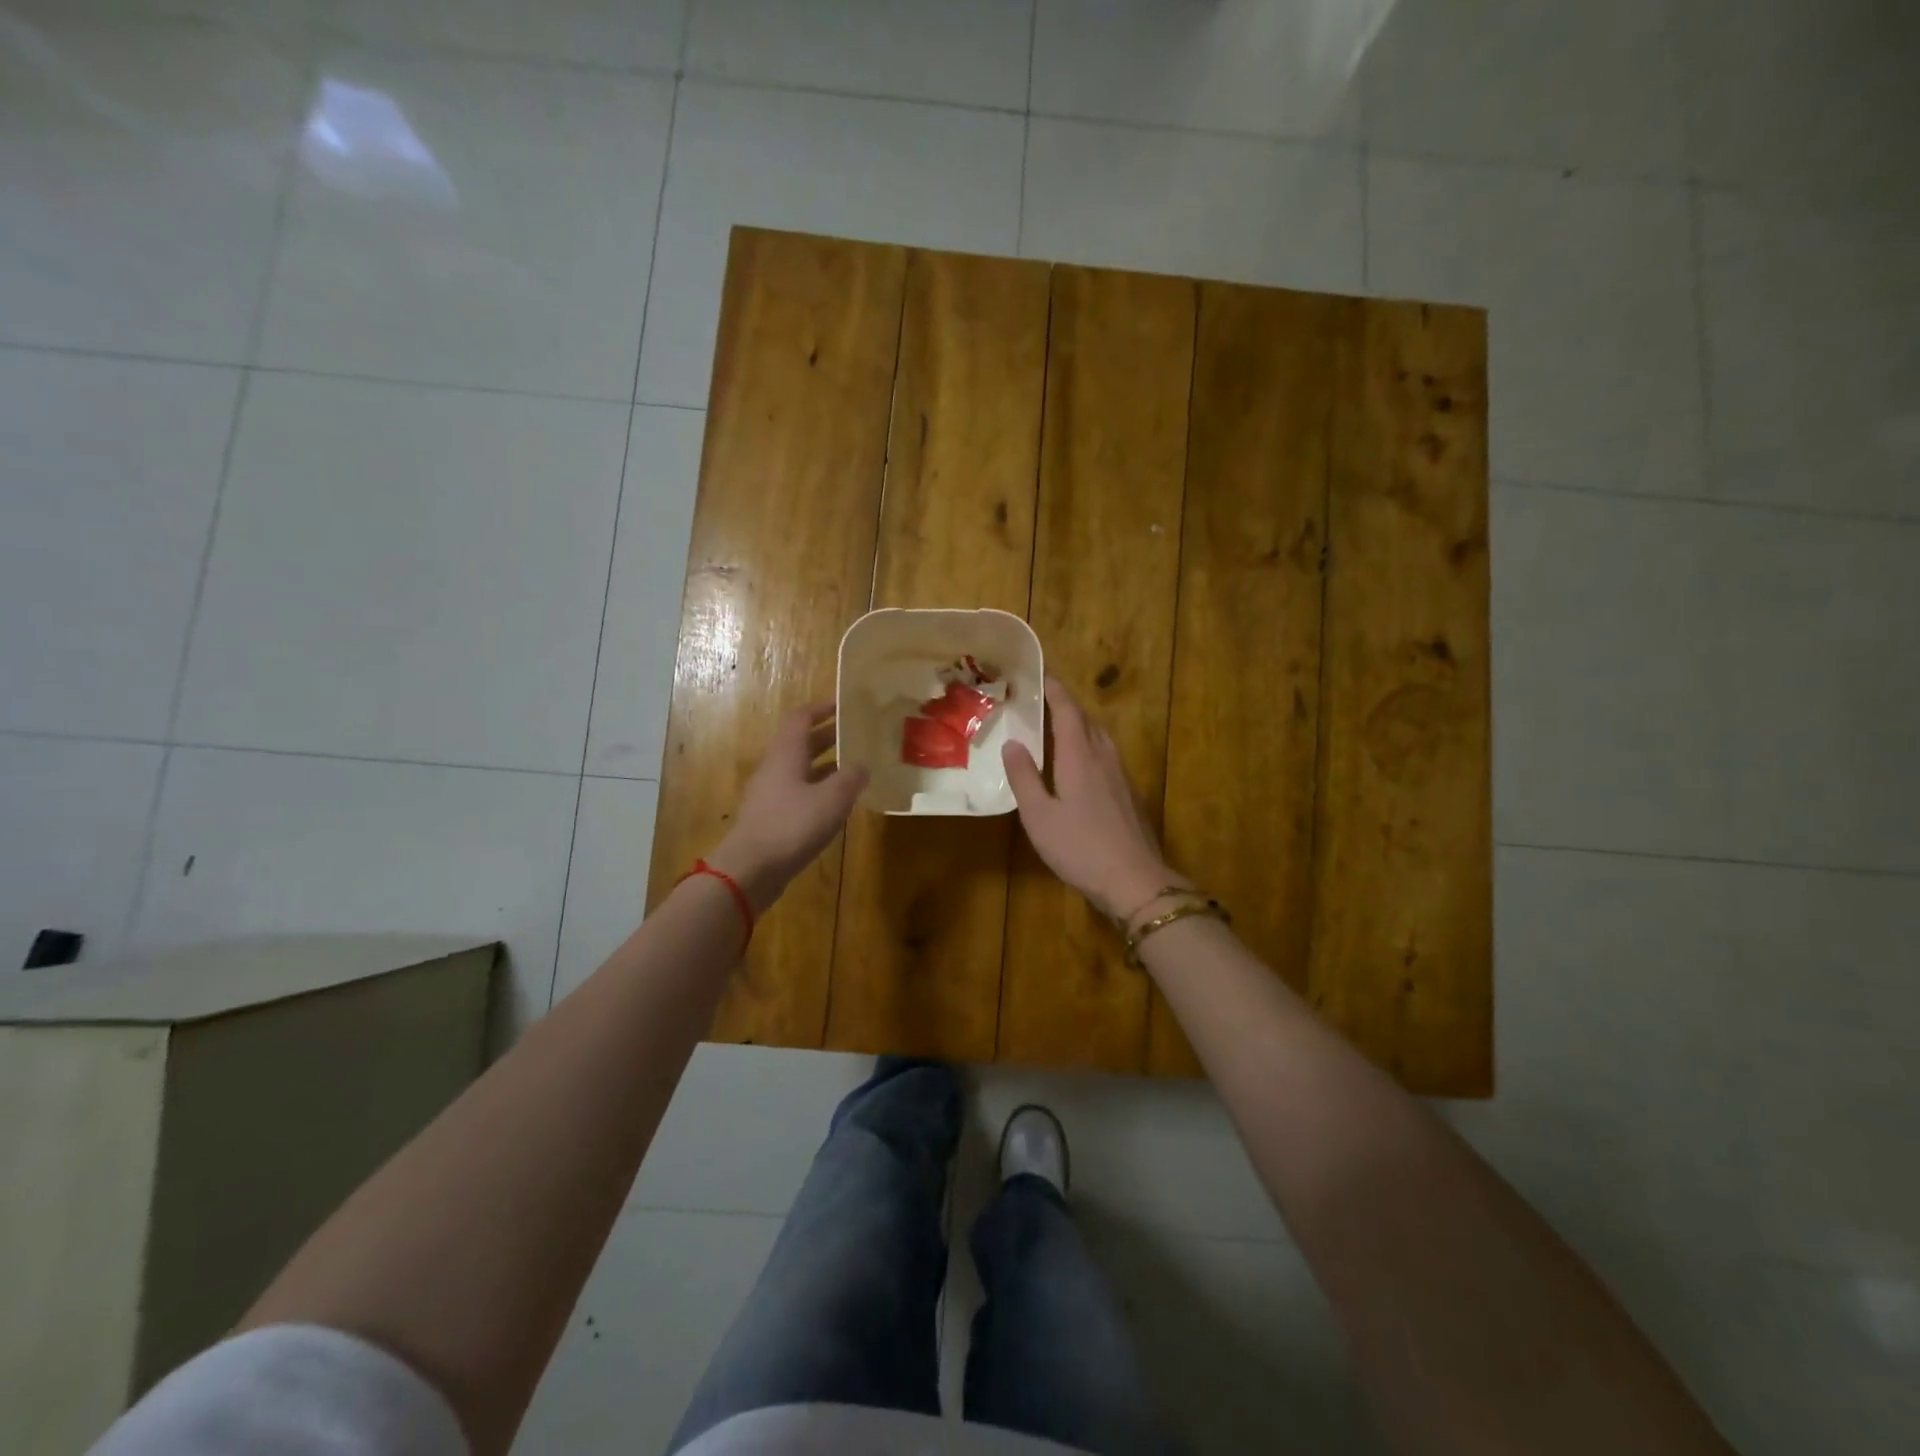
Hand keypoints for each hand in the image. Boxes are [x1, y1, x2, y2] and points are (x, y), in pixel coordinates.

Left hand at [708, 702, 867, 912]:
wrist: (750, 869)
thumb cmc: (791, 826)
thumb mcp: (832, 799)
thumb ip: (851, 778)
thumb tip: (861, 766)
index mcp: (786, 754)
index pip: (801, 718)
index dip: (822, 708)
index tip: (844, 704)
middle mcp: (775, 769)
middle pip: (801, 743)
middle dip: (828, 736)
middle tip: (857, 735)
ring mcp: (770, 795)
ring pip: (800, 770)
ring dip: (825, 765)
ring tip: (854, 768)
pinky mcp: (771, 818)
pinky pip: (798, 793)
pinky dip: (818, 790)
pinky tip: (836, 803)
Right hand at [1001, 679, 1184, 919]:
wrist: (1135, 880)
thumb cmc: (1079, 847)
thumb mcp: (1039, 815)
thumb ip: (1024, 777)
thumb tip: (1013, 743)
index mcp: (1080, 756)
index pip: (1067, 711)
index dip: (1054, 690)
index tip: (1040, 676)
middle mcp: (1104, 757)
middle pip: (1086, 720)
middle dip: (1065, 706)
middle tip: (1042, 701)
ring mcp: (1121, 775)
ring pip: (1100, 738)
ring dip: (1079, 726)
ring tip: (1058, 728)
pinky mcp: (1130, 794)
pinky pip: (1107, 756)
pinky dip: (1089, 747)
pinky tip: (1080, 765)